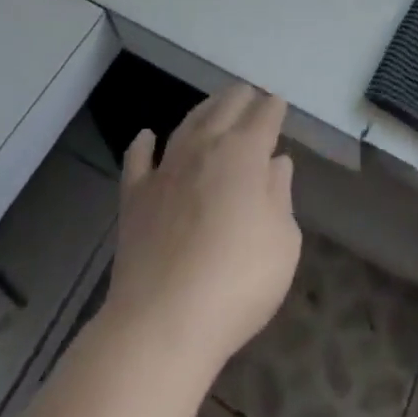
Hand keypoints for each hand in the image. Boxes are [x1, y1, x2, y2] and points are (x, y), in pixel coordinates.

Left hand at [106, 84, 301, 371]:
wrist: (162, 322)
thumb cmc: (236, 283)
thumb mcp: (282, 243)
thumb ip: (280, 196)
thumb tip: (275, 164)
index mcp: (244, 153)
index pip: (264, 117)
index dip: (273, 108)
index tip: (278, 103)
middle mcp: (205, 147)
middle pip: (225, 107)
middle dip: (242, 97)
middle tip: (250, 94)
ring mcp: (166, 168)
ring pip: (187, 123)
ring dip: (204, 109)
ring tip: (214, 104)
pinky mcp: (135, 196)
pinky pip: (138, 159)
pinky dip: (143, 144)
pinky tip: (146, 136)